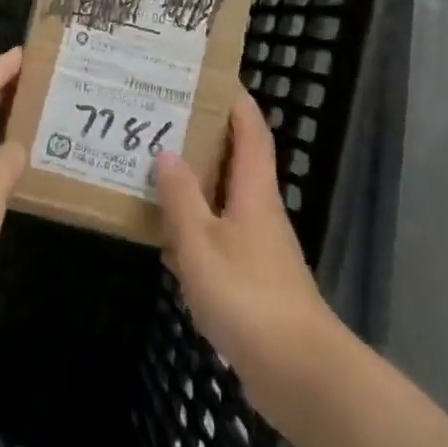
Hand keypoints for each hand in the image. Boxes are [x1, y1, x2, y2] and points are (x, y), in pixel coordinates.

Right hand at [153, 90, 336, 425]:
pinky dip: (190, 228)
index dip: (236, 102)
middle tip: (162, 119)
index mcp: (254, 192)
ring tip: (151, 168)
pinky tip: (161, 236)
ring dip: (192, 184)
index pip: (250, 133)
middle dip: (204, 139)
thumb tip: (167, 153)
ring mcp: (256, 247)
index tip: (211, 77)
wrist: (296, 369)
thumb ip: (181, 197)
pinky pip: (215, 238)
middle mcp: (259, 212)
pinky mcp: (249, 279)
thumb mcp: (200, 240)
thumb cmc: (246, 294)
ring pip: (221, 201)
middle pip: (235, 163)